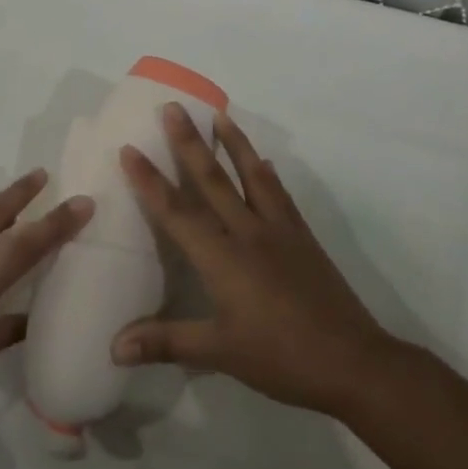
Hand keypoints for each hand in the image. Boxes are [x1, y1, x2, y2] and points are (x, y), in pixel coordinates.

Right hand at [112, 104, 399, 417]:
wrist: (352, 361)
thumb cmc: (280, 357)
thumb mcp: (219, 353)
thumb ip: (166, 342)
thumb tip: (114, 347)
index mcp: (222, 258)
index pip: (177, 212)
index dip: (150, 181)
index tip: (130, 148)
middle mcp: (248, 233)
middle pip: (213, 180)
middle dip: (189, 143)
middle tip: (173, 107)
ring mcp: (280, 231)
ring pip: (251, 176)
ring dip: (234, 143)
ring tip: (220, 114)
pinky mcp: (303, 238)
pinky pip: (281, 196)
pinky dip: (269, 175)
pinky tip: (266, 163)